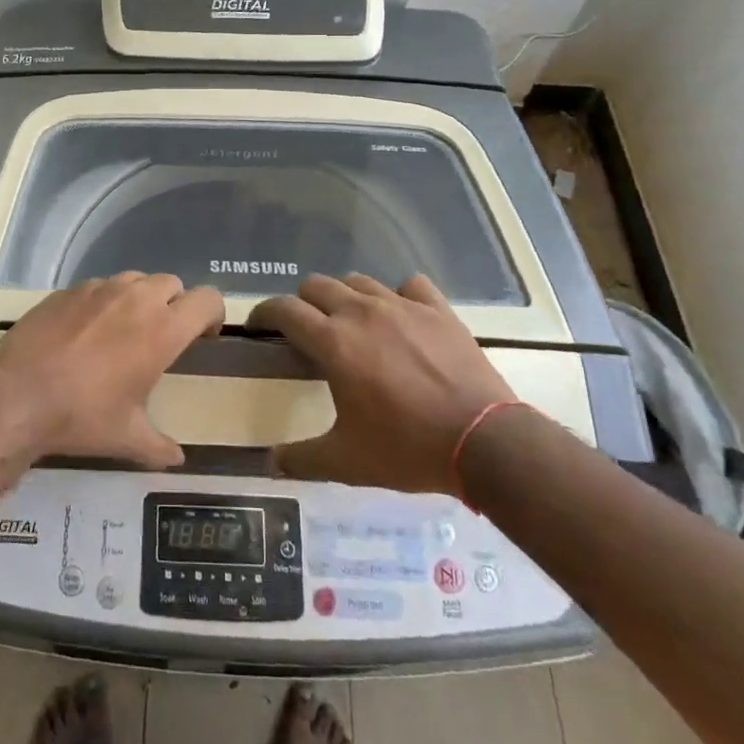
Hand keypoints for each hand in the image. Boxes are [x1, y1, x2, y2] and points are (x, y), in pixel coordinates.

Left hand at [0, 273, 223, 467]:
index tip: (203, 336)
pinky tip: (86, 331)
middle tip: (162, 336)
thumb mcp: (127, 438)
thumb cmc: (82, 415)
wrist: (17, 394)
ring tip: (124, 330)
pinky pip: (99, 286)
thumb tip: (177, 459)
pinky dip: (104, 301)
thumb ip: (159, 446)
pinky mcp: (69, 289)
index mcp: (162, 329)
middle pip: (172, 284)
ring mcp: (100, 288)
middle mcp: (136, 298)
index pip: (207, 300)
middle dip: (174, 305)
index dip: (212, 313)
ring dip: (140, 299)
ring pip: (135, 280)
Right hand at [247, 274, 516, 495]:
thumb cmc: (408, 449)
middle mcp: (361, 312)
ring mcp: (401, 305)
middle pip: (316, 285)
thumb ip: (302, 459)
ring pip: (358, 281)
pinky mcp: (436, 309)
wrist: (485, 442)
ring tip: (351, 323)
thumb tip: (270, 461)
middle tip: (307, 331)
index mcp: (333, 341)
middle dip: (303, 303)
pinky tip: (401, 317)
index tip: (259, 326)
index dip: (264, 313)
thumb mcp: (348, 462)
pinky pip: (409, 286)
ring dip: (345, 297)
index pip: (284, 309)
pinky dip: (398, 296)